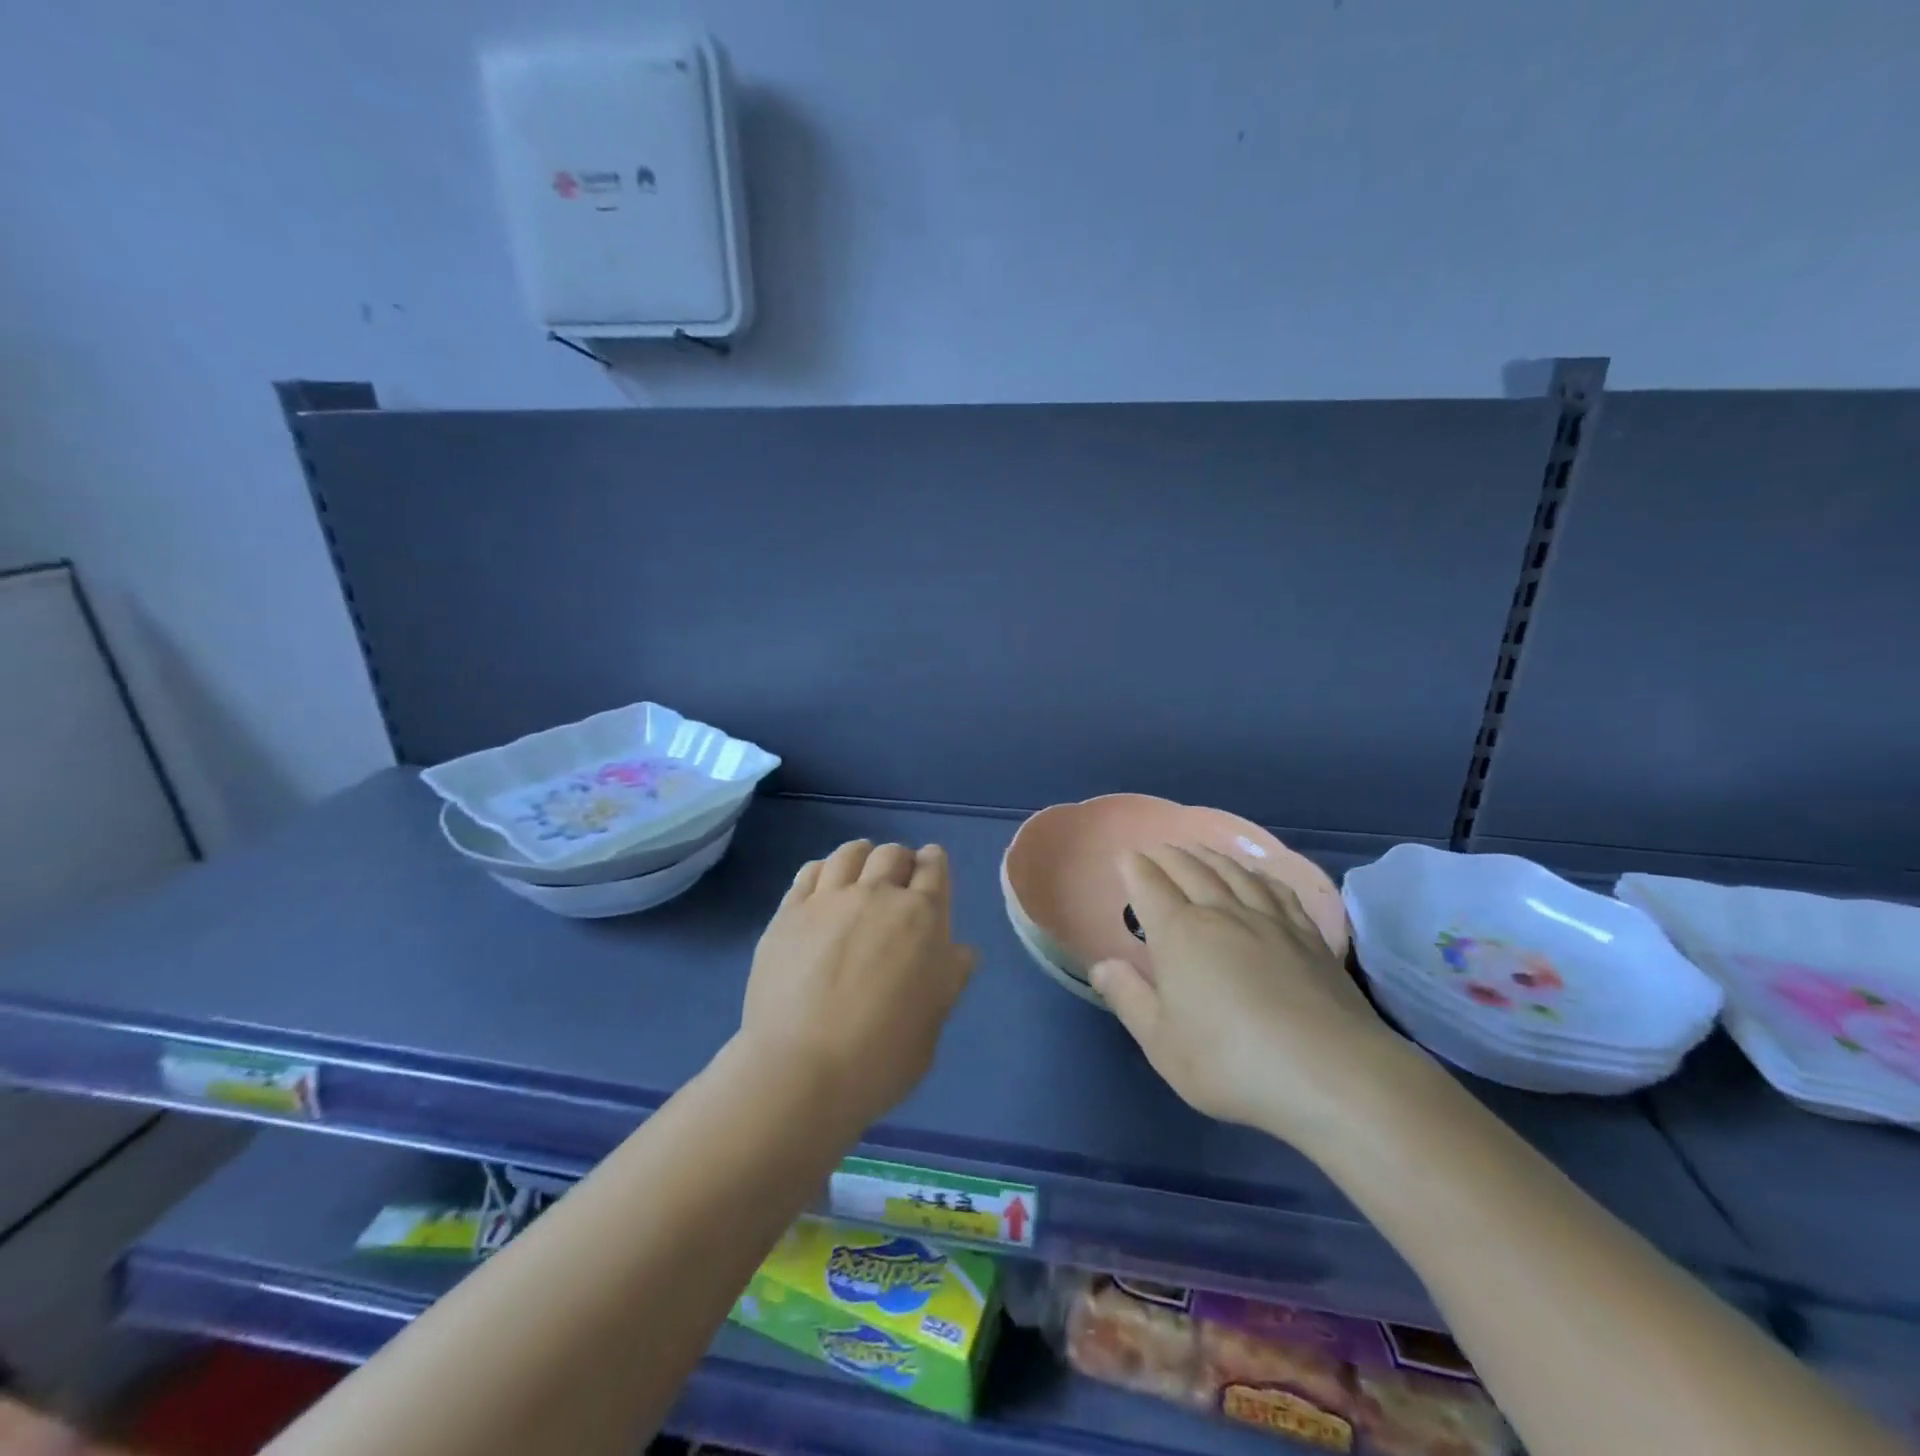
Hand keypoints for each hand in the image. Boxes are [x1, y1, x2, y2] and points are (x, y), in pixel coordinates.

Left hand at [741, 840, 975, 1130]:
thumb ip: (948, 979)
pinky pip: (810, 871)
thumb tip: (961, 953)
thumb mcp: (933, 1022)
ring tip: (859, 877)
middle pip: (892, 854)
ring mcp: (828, 900)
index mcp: (922, 917)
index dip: (933, 864)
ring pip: (849, 853)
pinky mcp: (789, 912)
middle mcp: (877, 894)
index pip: (933, 865)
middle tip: (896, 885)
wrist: (802, 1071)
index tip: (929, 873)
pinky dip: (823, 871)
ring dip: (862, 858)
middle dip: (899, 862)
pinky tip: (823, 889)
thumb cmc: (882, 1057)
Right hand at [1091, 846, 1416, 1139]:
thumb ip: (1128, 999)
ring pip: (1234, 873)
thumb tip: (1101, 964)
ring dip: (1210, 857)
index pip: (1151, 886)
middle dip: (1168, 856)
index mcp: (1180, 934)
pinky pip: (1278, 891)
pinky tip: (1258, 877)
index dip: (1135, 869)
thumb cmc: (1231, 1062)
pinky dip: (1259, 876)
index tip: (1125, 857)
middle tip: (1156, 850)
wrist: (1330, 1075)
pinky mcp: (1308, 936)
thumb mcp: (1162, 1043)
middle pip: (1191, 870)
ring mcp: (1270, 921)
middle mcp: (1222, 914)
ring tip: (1198, 851)